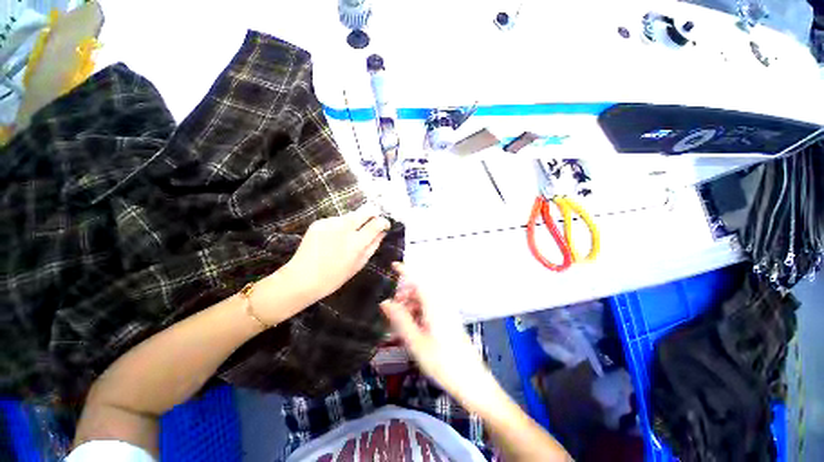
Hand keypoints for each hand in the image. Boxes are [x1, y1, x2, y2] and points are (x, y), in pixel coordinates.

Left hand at [284, 209, 389, 301]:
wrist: (302, 278)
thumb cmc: (334, 277)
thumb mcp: (359, 264)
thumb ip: (372, 246)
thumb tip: (382, 233)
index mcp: (356, 242)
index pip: (376, 223)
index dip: (383, 222)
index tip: (385, 224)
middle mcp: (344, 229)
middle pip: (364, 212)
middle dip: (371, 216)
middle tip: (371, 224)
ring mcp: (330, 224)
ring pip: (350, 215)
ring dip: (355, 221)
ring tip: (349, 234)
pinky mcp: (319, 222)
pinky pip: (336, 220)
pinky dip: (340, 225)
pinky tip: (334, 237)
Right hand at [380, 263, 493, 407]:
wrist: (472, 381)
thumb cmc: (442, 362)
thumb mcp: (415, 341)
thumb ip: (400, 319)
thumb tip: (385, 302)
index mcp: (434, 304)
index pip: (417, 279)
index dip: (405, 270)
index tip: (392, 265)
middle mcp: (441, 303)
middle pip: (420, 289)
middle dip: (404, 295)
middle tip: (391, 310)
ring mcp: (447, 312)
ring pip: (424, 300)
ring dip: (410, 305)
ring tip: (400, 323)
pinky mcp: (449, 320)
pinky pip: (430, 309)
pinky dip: (418, 313)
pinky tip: (413, 329)